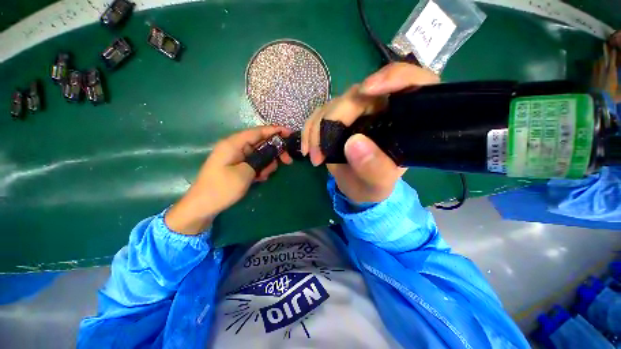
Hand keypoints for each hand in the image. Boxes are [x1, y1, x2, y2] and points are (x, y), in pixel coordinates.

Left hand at [166, 126, 291, 234]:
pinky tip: (261, 178)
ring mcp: (237, 157)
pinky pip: (254, 163)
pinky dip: (261, 168)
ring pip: (259, 154)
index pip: (258, 132)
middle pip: (261, 143)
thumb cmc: (221, 188)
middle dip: (275, 151)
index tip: (289, 133)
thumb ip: (260, 160)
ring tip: (265, 175)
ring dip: (267, 163)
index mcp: (234, 144)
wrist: (202, 206)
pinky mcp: (238, 166)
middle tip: (288, 161)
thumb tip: (272, 153)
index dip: (275, 130)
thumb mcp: (244, 173)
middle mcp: (236, 147)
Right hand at [301, 63, 438, 203]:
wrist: (357, 187)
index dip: (394, 77)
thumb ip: (374, 168)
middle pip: (359, 95)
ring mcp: (357, 110)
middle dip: (334, 120)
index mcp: (404, 119)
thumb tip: (353, 143)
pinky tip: (307, 148)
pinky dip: (310, 130)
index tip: (367, 90)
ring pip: (334, 104)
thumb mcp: (379, 183)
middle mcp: (382, 108)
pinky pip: (319, 113)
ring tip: (315, 157)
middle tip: (321, 152)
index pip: (414, 82)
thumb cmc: (374, 186)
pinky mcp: (338, 116)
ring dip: (318, 129)